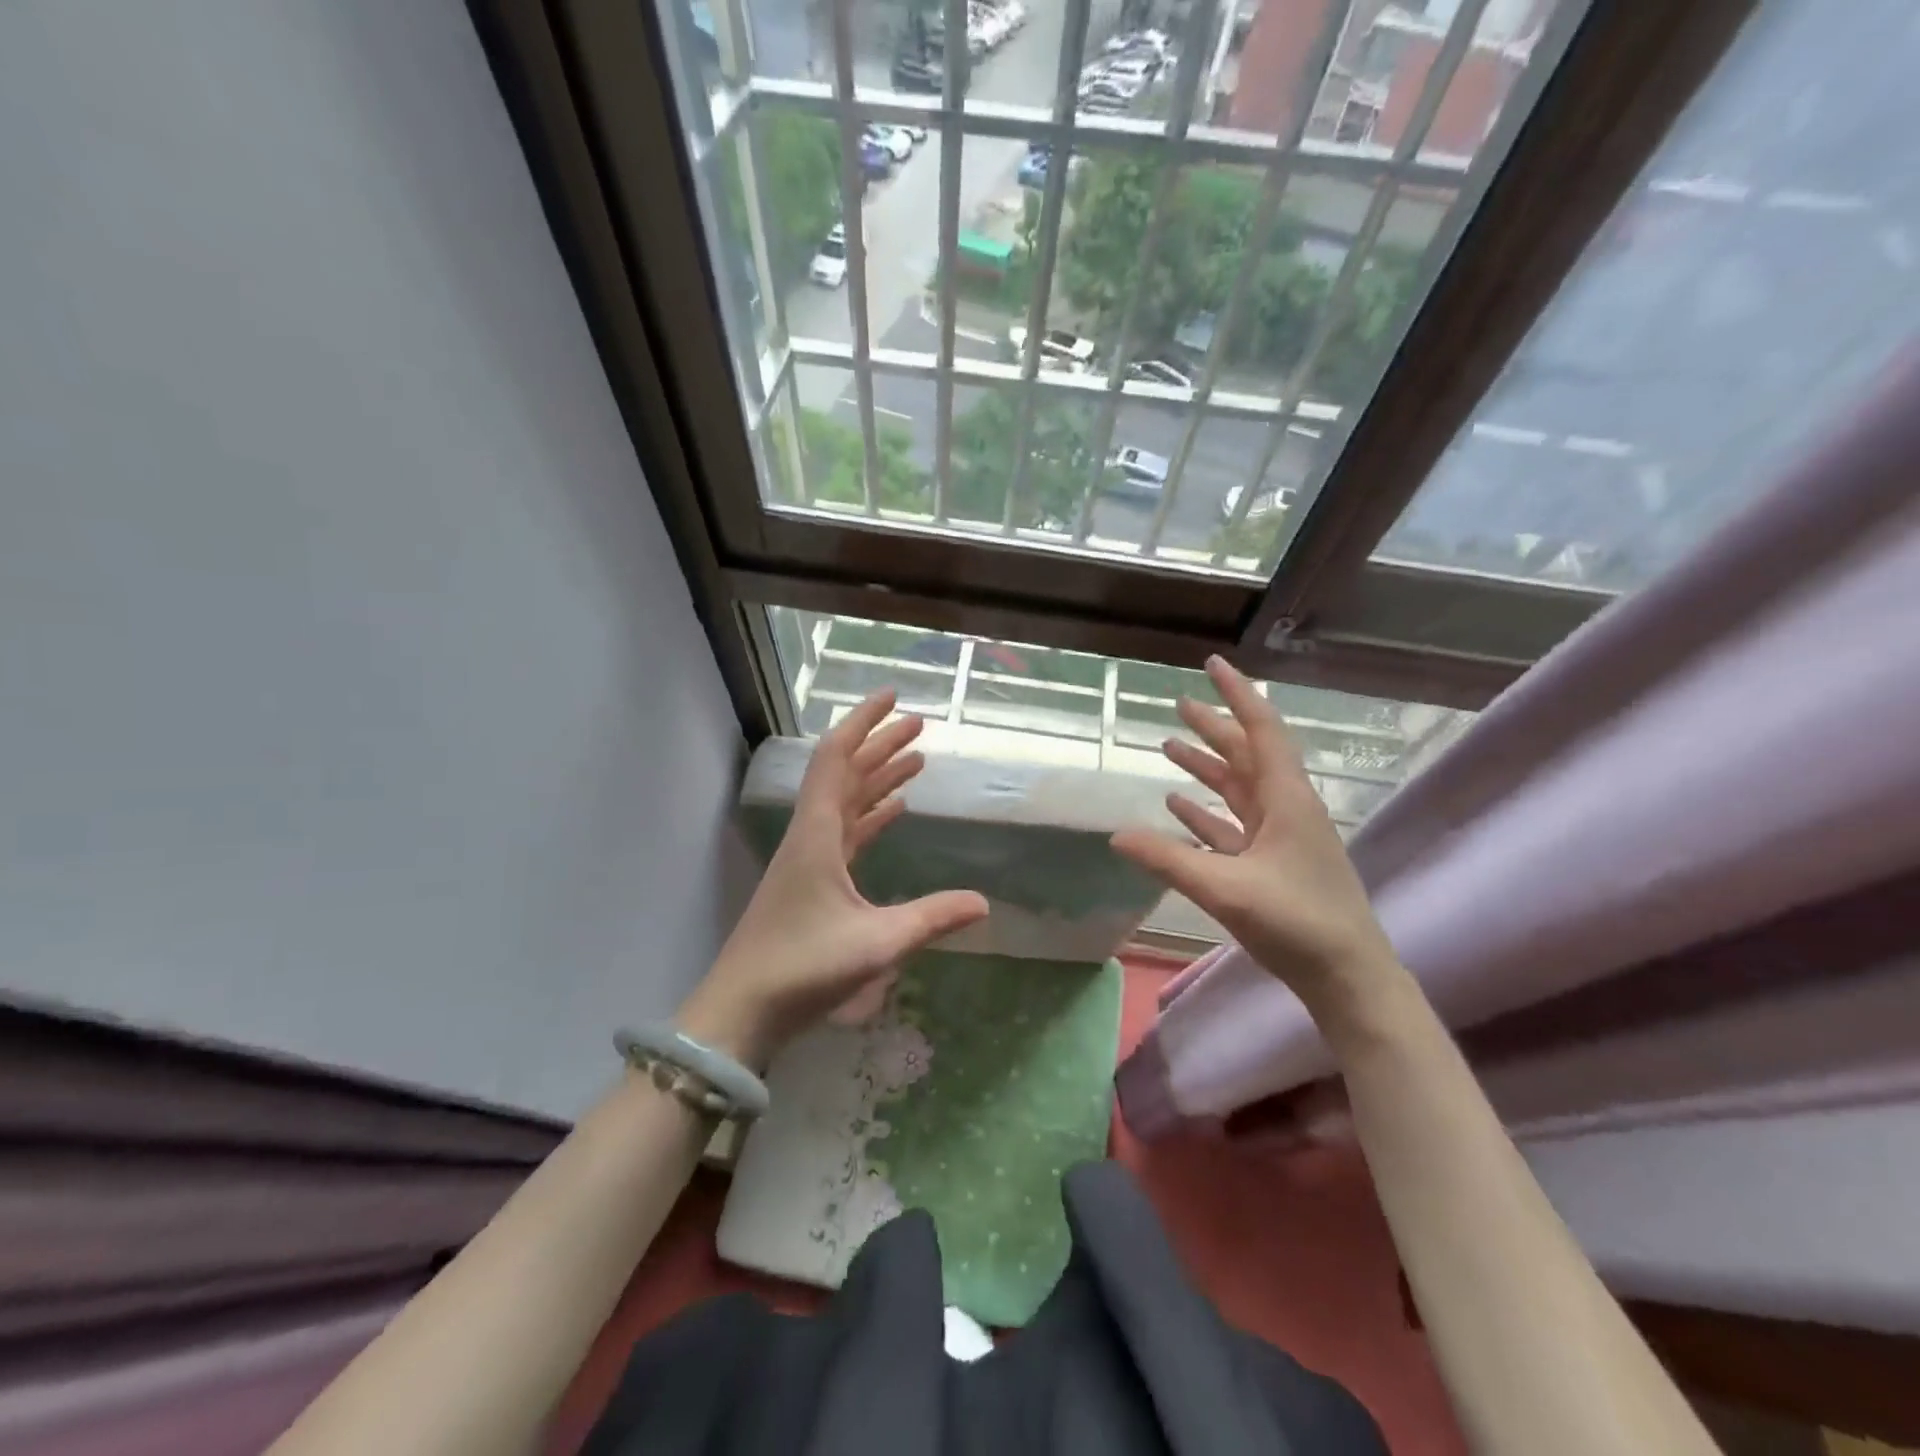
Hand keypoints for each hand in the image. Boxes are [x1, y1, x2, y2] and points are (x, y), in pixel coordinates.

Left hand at [679, 691, 989, 1068]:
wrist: (742, 1010)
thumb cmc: (803, 967)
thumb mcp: (876, 942)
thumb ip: (931, 918)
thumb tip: (983, 903)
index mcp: (817, 834)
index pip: (838, 759)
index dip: (864, 722)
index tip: (893, 697)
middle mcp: (810, 836)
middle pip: (845, 774)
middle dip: (880, 745)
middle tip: (918, 725)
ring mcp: (809, 860)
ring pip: (846, 802)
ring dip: (878, 778)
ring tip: (915, 760)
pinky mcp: (811, 884)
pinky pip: (846, 834)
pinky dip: (871, 815)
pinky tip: (893, 811)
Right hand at [1110, 656, 1400, 1026]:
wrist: (1348, 978)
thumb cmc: (1297, 923)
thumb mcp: (1226, 889)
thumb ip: (1168, 860)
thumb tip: (1115, 835)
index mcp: (1286, 799)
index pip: (1261, 730)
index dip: (1237, 694)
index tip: (1213, 664)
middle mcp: (1285, 808)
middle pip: (1246, 754)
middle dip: (1213, 727)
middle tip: (1179, 703)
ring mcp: (1280, 837)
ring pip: (1238, 788)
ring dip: (1207, 767)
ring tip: (1170, 745)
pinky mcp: (1272, 864)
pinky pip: (1233, 824)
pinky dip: (1207, 810)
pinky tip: (1178, 805)